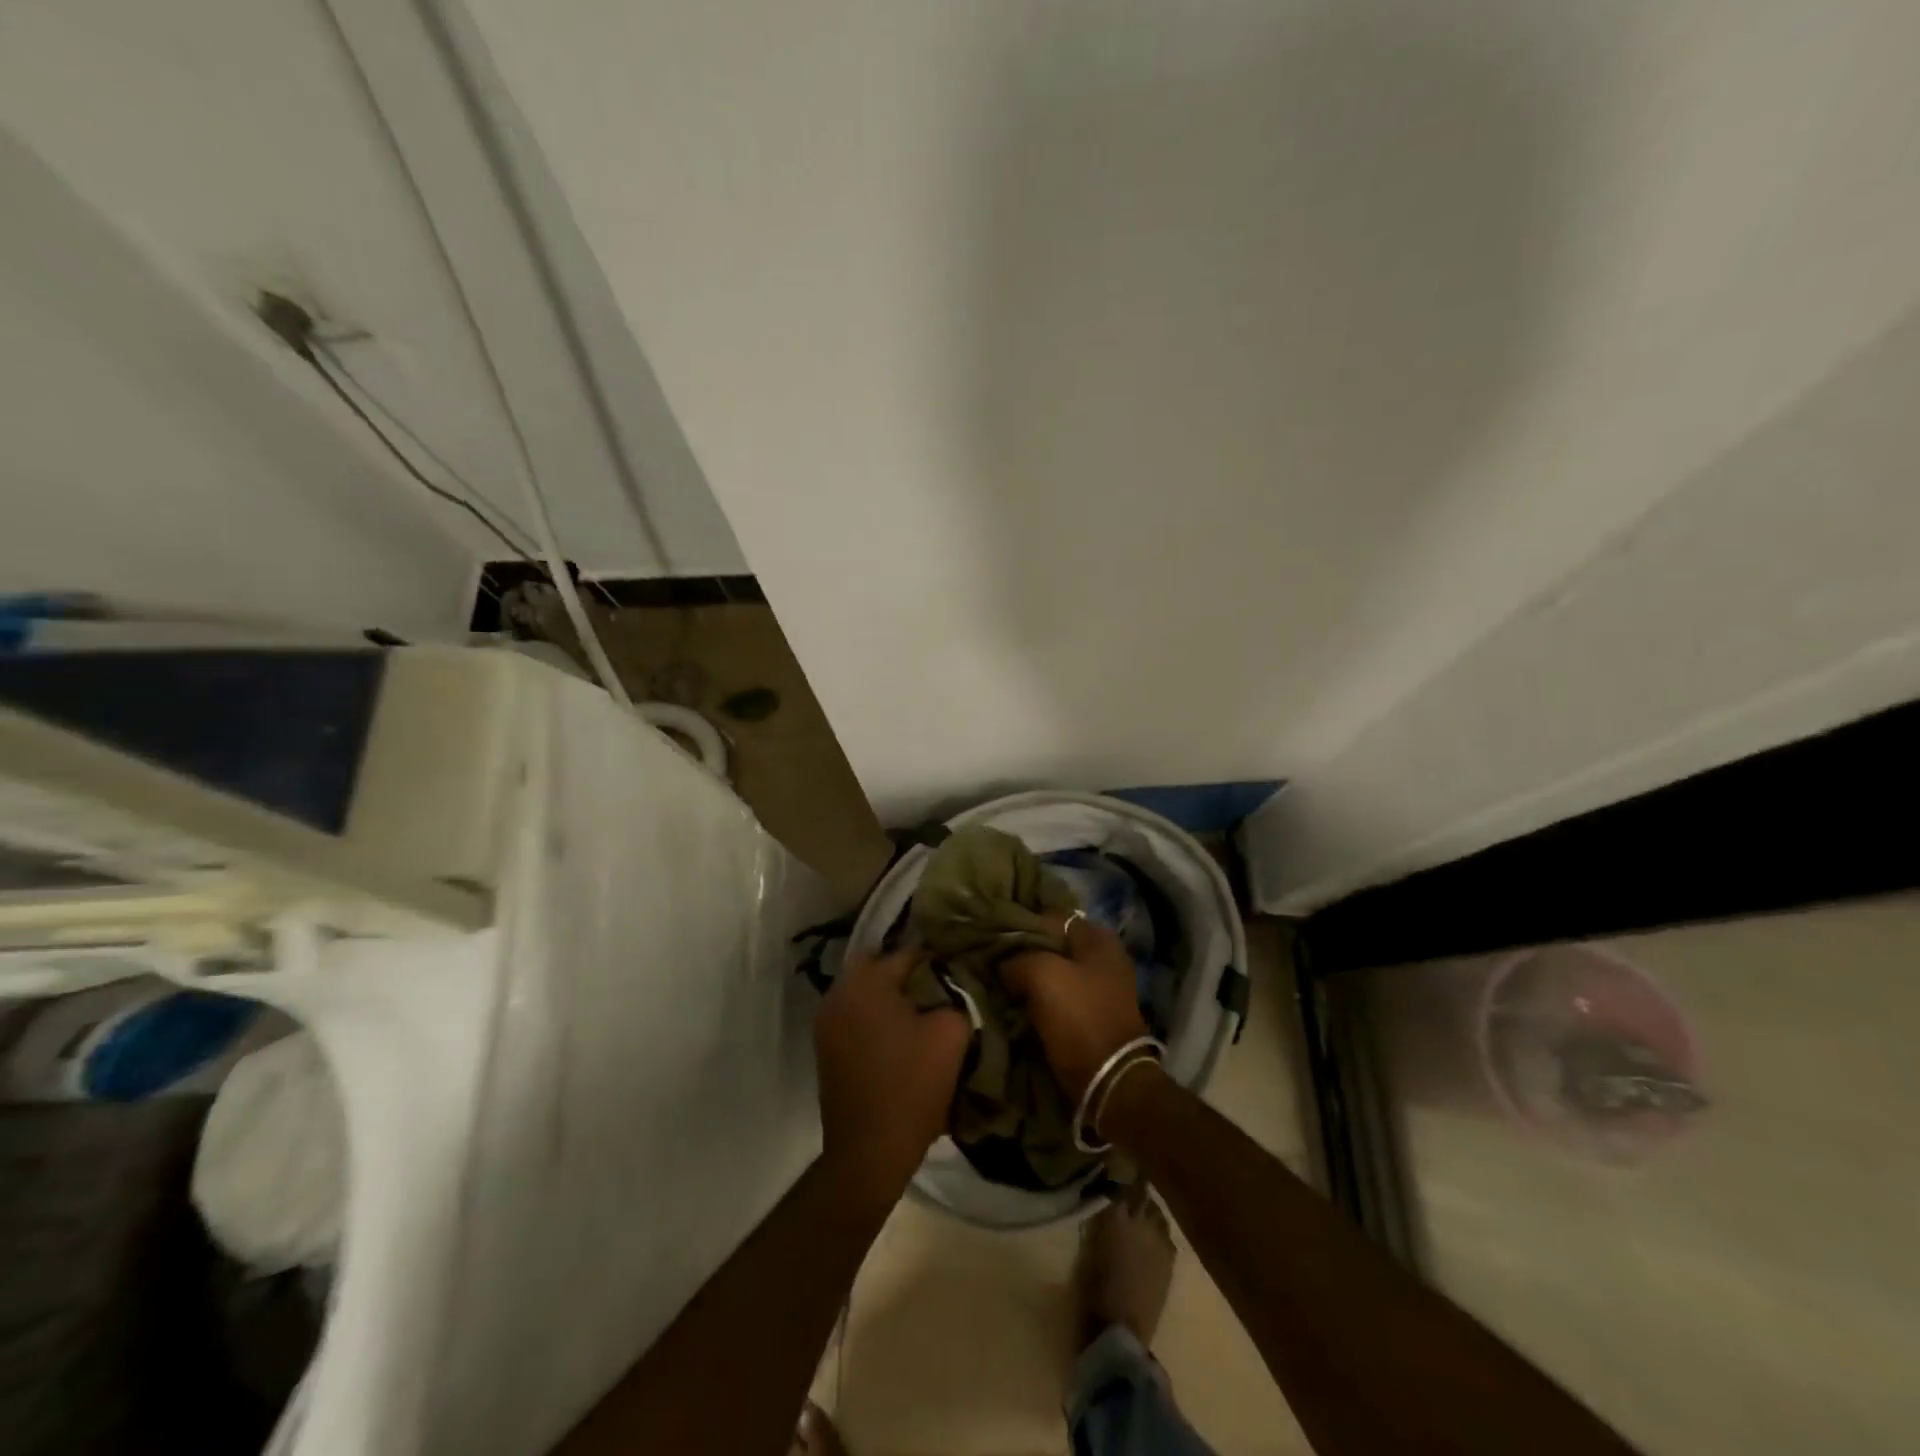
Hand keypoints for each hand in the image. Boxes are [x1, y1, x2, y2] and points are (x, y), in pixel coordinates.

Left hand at [814, 947, 970, 1212]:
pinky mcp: (824, 1046)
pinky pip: (856, 1015)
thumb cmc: (912, 1085)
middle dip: (910, 975)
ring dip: (891, 997)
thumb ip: (955, 996)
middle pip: (882, 967)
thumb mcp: (951, 1033)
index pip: (910, 953)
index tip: (960, 973)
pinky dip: (876, 1017)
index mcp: (866, 980)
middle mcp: (839, 991)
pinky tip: (900, 1037)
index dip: (939, 962)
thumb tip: (951, 987)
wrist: (869, 1151)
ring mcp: (826, 1020)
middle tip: (939, 992)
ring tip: (922, 1015)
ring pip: (866, 991)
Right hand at [1002, 916, 1149, 1100]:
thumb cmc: (1079, 1017)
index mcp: (1099, 938)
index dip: (1021, 925)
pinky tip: (1016, 1004)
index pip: (1050, 917)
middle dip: (1025, 954)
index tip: (994, 937)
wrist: (1109, 1081)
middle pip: (1053, 946)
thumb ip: (1018, 958)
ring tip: (1000, 984)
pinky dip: (1039, 1000)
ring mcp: (1101, 988)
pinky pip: (1058, 997)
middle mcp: (1104, 957)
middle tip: (994, 963)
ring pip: (1054, 973)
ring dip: (1029, 979)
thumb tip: (1004, 964)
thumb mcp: (1041, 975)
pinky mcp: (1092, 1015)